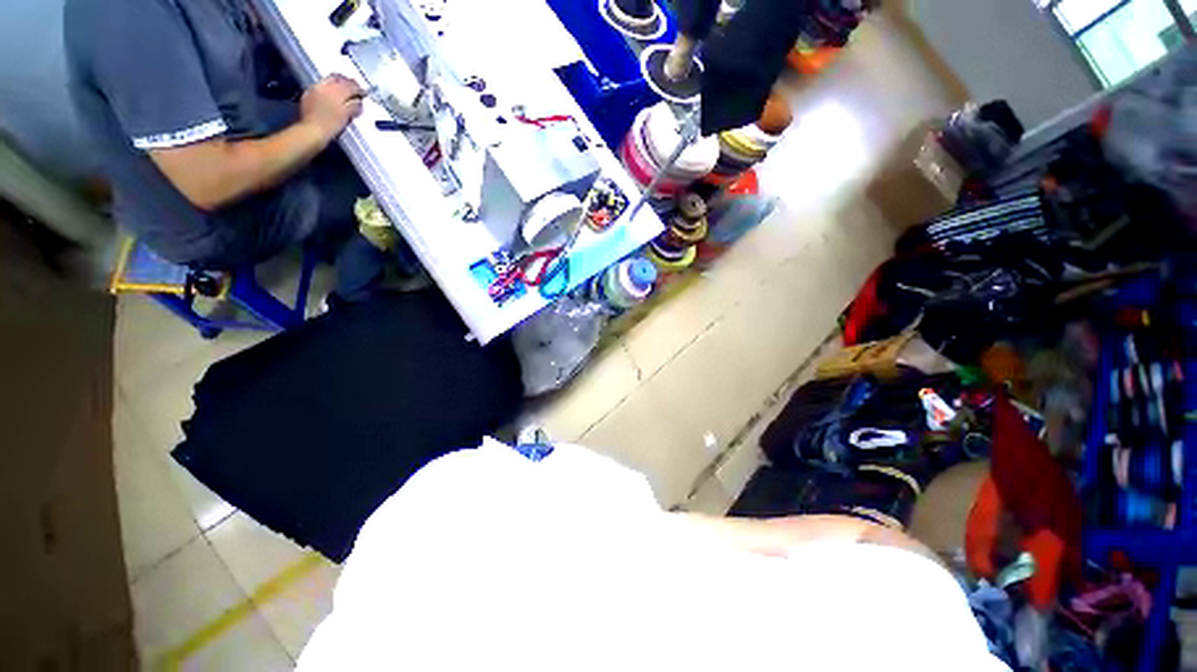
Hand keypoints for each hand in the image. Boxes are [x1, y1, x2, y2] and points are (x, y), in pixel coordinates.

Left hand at [300, 74, 364, 141]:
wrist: (312, 130)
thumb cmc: (331, 125)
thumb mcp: (347, 116)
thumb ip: (354, 106)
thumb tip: (359, 101)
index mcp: (337, 90)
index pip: (351, 84)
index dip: (359, 88)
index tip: (364, 93)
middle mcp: (325, 85)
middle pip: (338, 78)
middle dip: (346, 82)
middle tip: (353, 88)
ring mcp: (315, 89)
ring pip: (328, 81)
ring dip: (336, 84)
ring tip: (343, 92)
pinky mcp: (308, 94)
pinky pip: (319, 87)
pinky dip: (327, 89)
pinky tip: (329, 96)